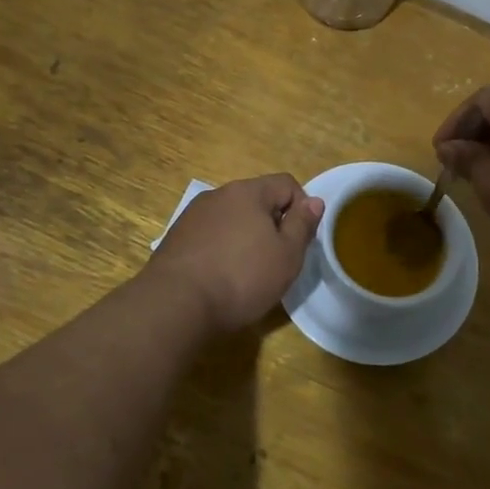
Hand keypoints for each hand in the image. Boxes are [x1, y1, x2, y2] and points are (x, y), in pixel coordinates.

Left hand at [145, 174, 324, 333]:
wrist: (176, 305)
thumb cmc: (241, 277)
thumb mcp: (287, 255)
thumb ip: (302, 225)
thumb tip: (313, 201)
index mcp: (248, 192)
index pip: (286, 184)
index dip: (301, 208)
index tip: (300, 240)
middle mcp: (218, 194)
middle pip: (257, 200)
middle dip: (272, 224)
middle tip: (277, 259)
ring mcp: (192, 215)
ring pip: (231, 218)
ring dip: (245, 237)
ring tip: (247, 272)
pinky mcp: (175, 238)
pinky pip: (210, 235)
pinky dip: (221, 249)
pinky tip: (220, 277)